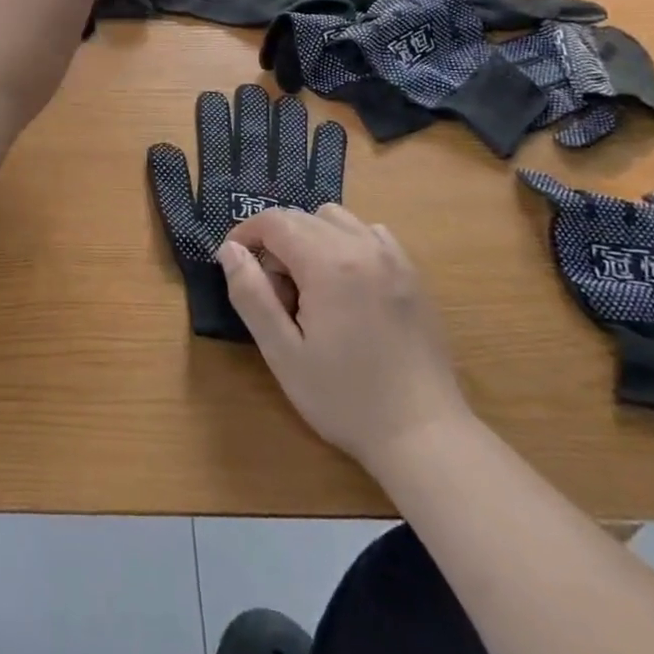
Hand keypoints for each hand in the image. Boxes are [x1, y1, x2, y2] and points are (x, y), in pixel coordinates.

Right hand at [219, 204, 470, 473]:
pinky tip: (344, 284)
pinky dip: (345, 242)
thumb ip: (250, 294)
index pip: (274, 221)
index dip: (246, 234)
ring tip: (308, 286)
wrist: (424, 436)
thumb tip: (229, 250)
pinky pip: (368, 234)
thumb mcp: (282, 353)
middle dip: (275, 242)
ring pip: (335, 219)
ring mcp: (392, 258)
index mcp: (328, 263)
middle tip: (274, 293)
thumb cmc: (345, 399)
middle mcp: (362, 247)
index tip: (234, 263)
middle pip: (302, 217)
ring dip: (309, 237)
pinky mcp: (411, 274)